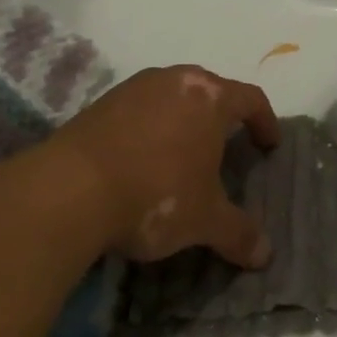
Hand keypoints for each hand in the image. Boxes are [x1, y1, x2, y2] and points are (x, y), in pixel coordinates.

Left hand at [53, 65, 279, 266]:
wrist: (68, 191)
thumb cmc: (155, 194)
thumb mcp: (204, 220)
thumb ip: (238, 233)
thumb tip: (266, 255)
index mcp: (210, 97)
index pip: (251, 99)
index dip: (265, 121)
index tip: (268, 144)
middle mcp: (175, 80)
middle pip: (210, 91)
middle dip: (221, 117)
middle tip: (226, 146)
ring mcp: (134, 88)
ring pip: (171, 97)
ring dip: (182, 120)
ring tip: (181, 154)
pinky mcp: (100, 104)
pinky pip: (138, 110)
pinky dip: (148, 129)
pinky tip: (140, 160)